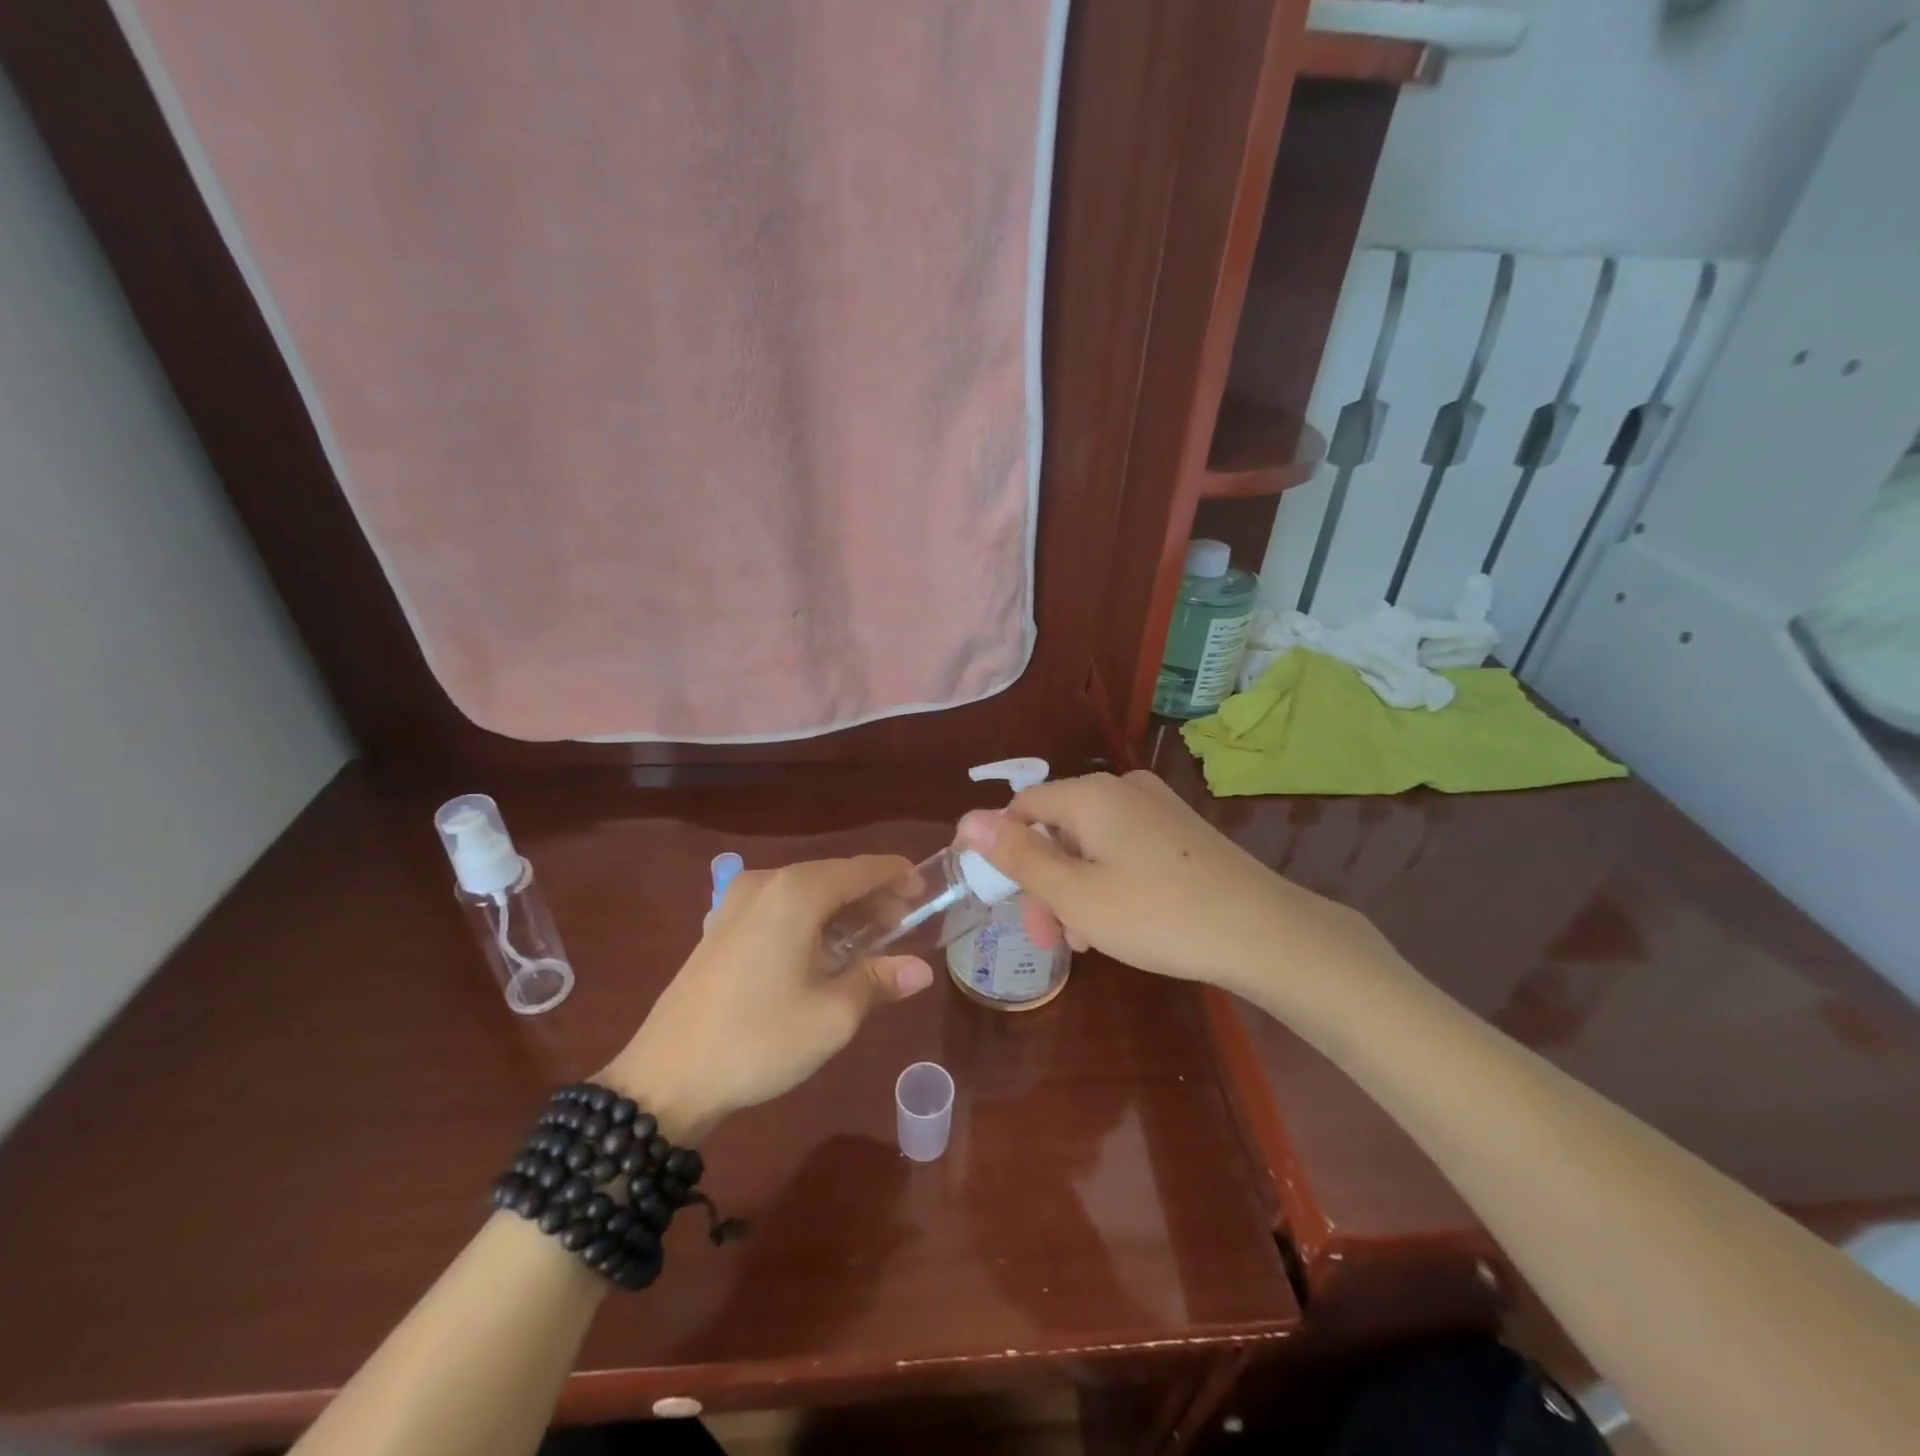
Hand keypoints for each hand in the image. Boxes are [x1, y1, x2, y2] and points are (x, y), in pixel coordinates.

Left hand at [601, 856, 934, 1140]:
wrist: (664, 1078)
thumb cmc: (758, 1040)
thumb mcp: (832, 1015)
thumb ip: (879, 981)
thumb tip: (921, 970)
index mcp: (796, 892)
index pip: (862, 869)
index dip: (898, 876)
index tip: (927, 893)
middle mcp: (767, 884)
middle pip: (834, 876)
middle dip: (873, 897)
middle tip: (906, 924)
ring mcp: (737, 903)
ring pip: (807, 892)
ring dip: (843, 910)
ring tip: (873, 940)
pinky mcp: (721, 927)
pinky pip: (781, 908)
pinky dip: (812, 920)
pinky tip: (825, 951)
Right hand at [957, 770, 1386, 994]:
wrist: (1264, 932)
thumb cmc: (1157, 914)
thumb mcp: (1075, 894)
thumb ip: (1018, 856)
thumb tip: (967, 820)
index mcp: (1092, 794)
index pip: (1023, 807)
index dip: (1005, 852)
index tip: (1010, 904)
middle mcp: (1123, 788)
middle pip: (1058, 827)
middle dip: (1045, 881)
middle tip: (1051, 939)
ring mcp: (1157, 807)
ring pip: (1091, 843)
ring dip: (1076, 888)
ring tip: (1086, 940)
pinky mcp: (1181, 831)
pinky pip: (1123, 848)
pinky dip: (1108, 881)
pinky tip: (1118, 923)